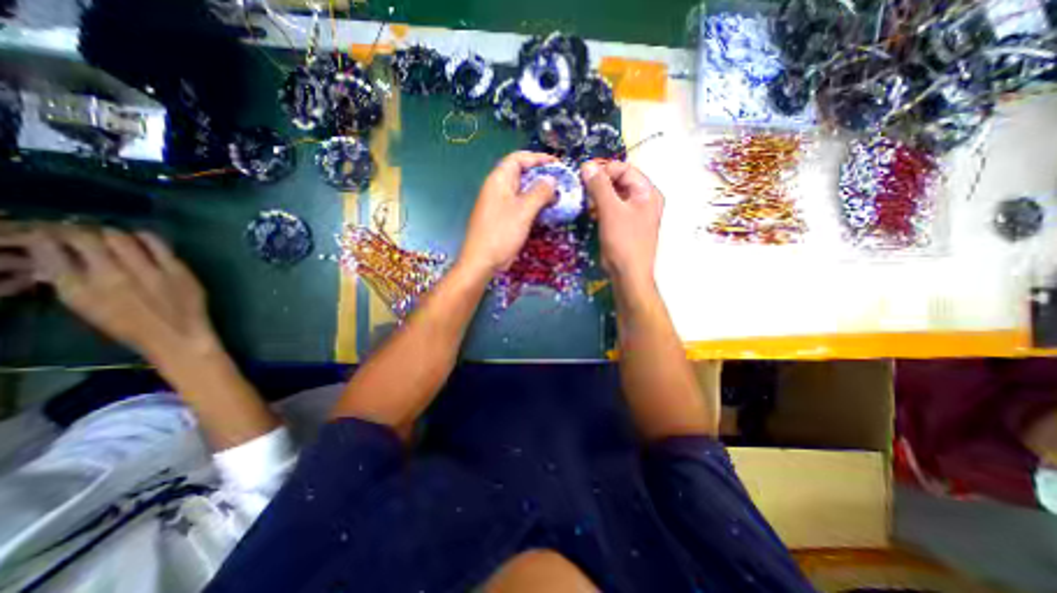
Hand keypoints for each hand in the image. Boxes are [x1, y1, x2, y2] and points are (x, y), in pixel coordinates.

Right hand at [0, 222, 218, 361]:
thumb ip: (71, 281)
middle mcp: (110, 276)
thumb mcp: (86, 307)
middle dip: (79, 232)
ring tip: (112, 237)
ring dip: (112, 233)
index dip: (47, 237)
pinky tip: (142, 239)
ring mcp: (147, 271)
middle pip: (84, 238)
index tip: (51, 235)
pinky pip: (157, 244)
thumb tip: (57, 257)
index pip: (48, 250)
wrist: (178, 335)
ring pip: (120, 237)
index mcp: (78, 289)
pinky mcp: (176, 270)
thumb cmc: (131, 326)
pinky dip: (145, 237)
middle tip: (84, 234)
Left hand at [464, 150, 559, 276]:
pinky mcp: (504, 218)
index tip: (557, 164)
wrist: (482, 261)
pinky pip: (521, 205)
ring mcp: (500, 204)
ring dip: (540, 192)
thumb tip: (552, 180)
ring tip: (558, 197)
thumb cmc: (501, 233)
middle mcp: (498, 188)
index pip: (518, 158)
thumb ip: (540, 192)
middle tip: (561, 183)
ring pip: (523, 191)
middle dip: (542, 176)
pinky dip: (534, 205)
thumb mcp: (524, 210)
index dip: (538, 158)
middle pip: (521, 174)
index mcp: (499, 180)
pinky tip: (546, 211)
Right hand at [581, 160, 662, 289]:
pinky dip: (601, 207)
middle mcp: (644, 200)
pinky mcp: (626, 225)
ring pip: (615, 195)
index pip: (625, 169)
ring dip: (599, 195)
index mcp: (647, 192)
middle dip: (600, 182)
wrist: (629, 274)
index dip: (604, 169)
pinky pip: (613, 209)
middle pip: (620, 181)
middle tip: (581, 186)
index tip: (583, 173)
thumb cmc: (623, 241)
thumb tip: (587, 166)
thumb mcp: (610, 211)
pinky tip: (590, 211)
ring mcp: (635, 213)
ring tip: (583, 199)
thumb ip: (599, 186)